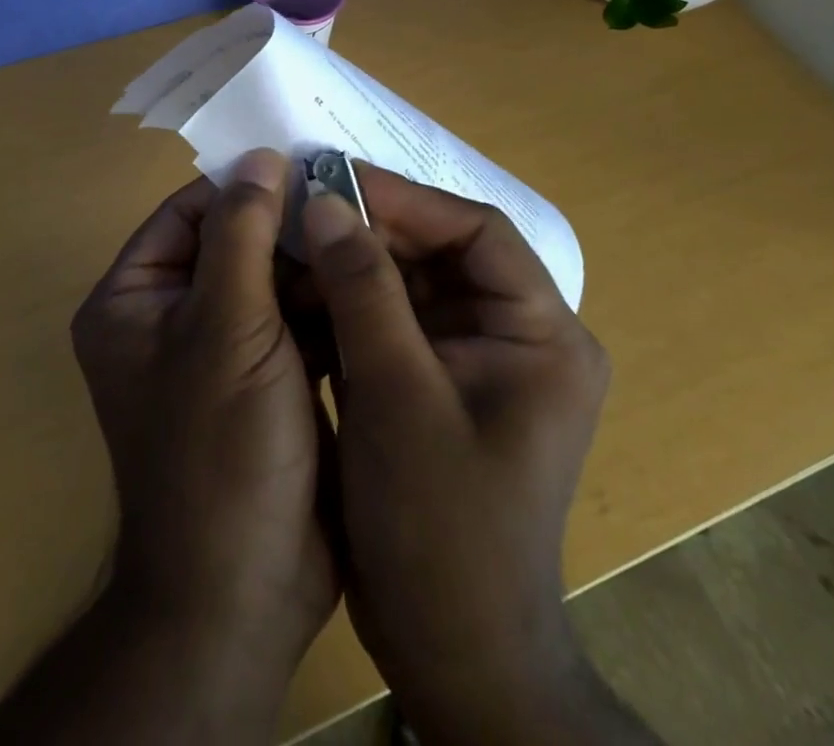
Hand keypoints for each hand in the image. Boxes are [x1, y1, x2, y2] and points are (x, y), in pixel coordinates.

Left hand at [70, 150, 338, 721]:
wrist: (246, 593)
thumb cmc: (219, 449)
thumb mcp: (227, 326)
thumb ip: (241, 234)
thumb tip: (259, 157)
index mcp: (134, 299)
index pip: (187, 213)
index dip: (243, 186)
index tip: (307, 165)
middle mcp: (168, 317)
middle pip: (230, 242)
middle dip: (287, 227)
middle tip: (352, 199)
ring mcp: (218, 350)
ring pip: (267, 279)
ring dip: (311, 262)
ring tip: (370, 232)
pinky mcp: (262, 378)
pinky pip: (291, 318)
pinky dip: (323, 301)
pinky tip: (369, 280)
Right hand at [301, 166, 644, 745]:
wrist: (450, 654)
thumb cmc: (440, 526)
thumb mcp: (396, 395)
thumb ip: (362, 290)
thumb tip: (325, 203)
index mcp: (541, 333)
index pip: (478, 232)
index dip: (407, 199)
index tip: (335, 179)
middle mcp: (517, 335)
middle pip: (442, 252)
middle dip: (372, 230)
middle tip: (303, 207)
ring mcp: (475, 360)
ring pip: (411, 282)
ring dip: (353, 264)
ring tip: (292, 241)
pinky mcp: (438, 383)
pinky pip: (393, 319)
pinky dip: (348, 303)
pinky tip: (299, 292)